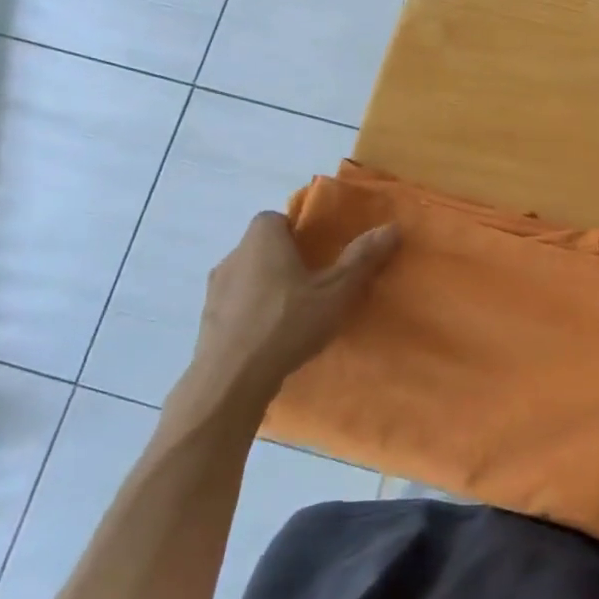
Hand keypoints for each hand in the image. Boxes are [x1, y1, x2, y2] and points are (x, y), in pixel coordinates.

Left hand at [185, 212, 397, 415]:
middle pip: (263, 247)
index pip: (277, 218)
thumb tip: (391, 227)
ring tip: (295, 315)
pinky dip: (253, 314)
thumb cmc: (287, 323)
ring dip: (268, 288)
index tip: (320, 254)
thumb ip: (362, 258)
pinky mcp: (207, 320)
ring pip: (248, 277)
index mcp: (262, 239)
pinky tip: (272, 338)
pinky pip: (236, 306)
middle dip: (287, 261)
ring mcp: (214, 289)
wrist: (231, 379)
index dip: (298, 232)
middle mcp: (234, 255)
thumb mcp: (336, 291)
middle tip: (315, 285)